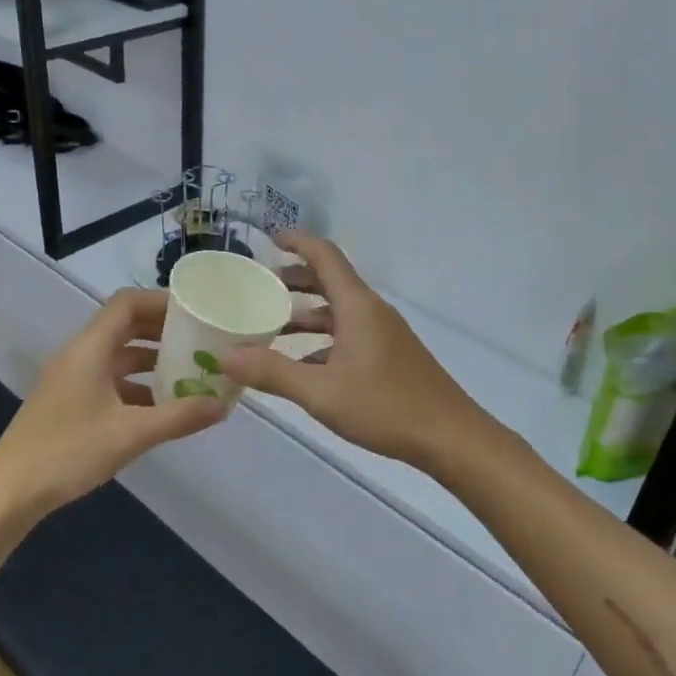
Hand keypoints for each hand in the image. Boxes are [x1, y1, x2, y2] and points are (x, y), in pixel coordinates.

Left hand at [0, 288, 226, 519]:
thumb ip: (179, 416)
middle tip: (201, 339)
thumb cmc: (67, 453)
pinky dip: (137, 385)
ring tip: (189, 371)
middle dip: (163, 330)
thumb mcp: (131, 434)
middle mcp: (80, 355)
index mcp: (90, 349)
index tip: (195, 310)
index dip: (161, 301)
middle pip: (125, 326)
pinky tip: (161, 407)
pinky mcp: (70, 402)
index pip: (127, 303)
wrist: (8, 494)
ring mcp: (72, 379)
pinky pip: (110, 380)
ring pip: (118, 355)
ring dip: (152, 359)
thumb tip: (224, 404)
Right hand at [219, 233, 493, 469]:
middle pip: (330, 281)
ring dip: (306, 313)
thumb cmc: (385, 406)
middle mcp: (372, 312)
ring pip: (339, 311)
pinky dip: (322, 340)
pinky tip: (302, 365)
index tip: (268, 237)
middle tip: (259, 288)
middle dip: (294, 280)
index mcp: (358, 306)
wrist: (450, 437)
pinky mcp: (390, 356)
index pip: (325, 256)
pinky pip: (349, 334)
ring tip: (271, 327)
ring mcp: (384, 334)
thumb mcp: (321, 392)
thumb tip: (224, 355)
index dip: (297, 241)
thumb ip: (272, 372)